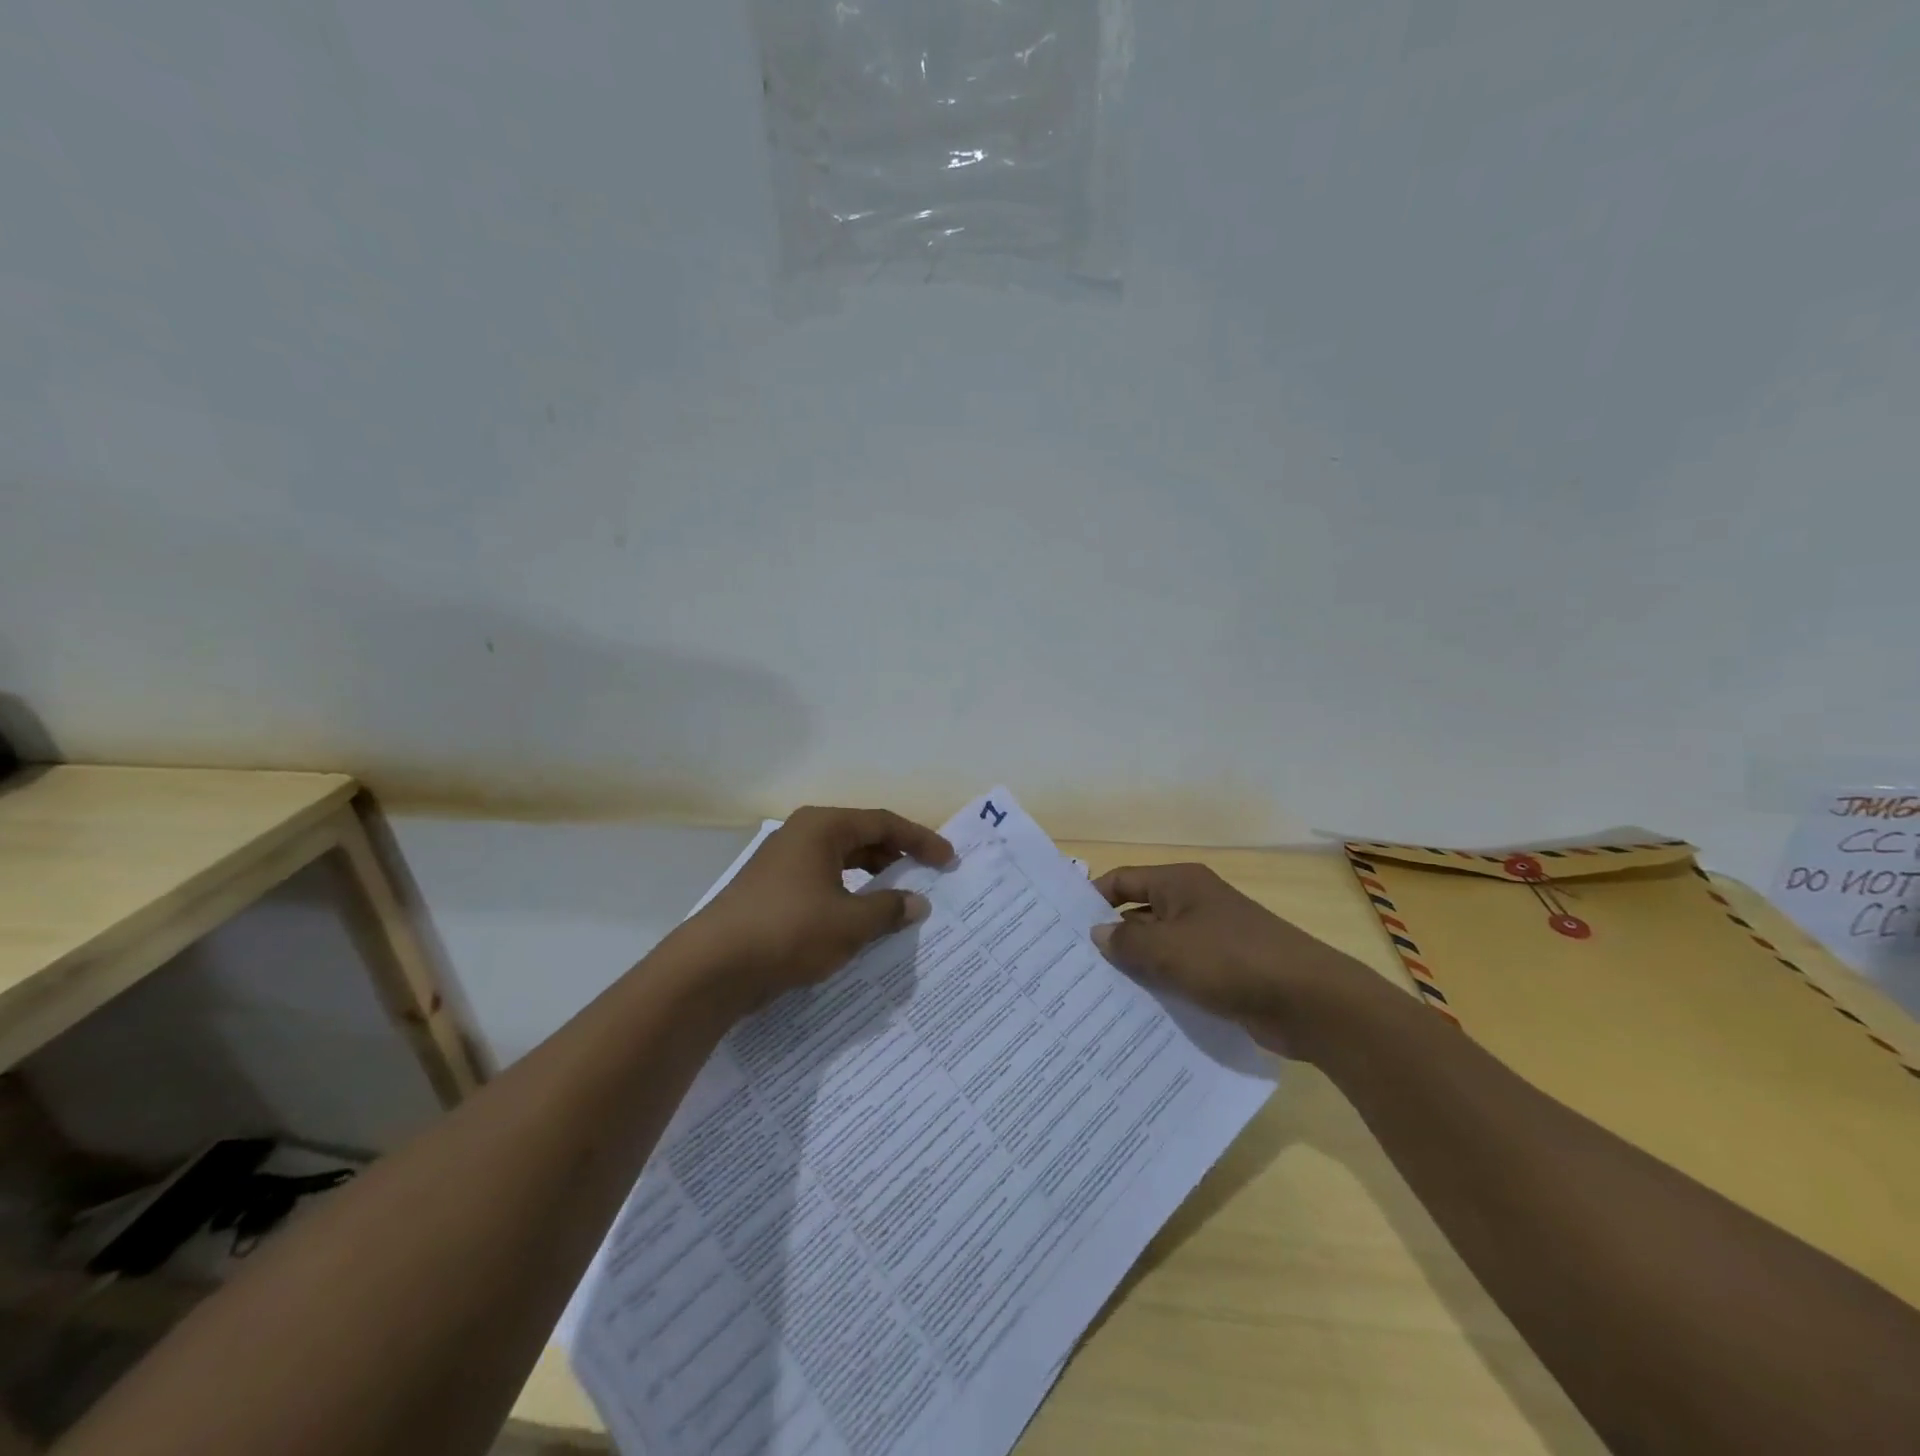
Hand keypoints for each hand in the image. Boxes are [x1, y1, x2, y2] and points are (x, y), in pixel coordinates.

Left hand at [677, 806, 953, 1015]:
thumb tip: (917, 903)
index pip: (884, 823)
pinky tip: (859, 922)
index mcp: (823, 828)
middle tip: (926, 877)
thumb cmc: (788, 931)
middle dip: (896, 857)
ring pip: (841, 862)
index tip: (948, 860)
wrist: (712, 967)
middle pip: (862, 837)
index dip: (920, 840)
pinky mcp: (771, 891)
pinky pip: (822, 883)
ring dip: (872, 879)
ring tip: (898, 901)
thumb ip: (889, 909)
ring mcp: (783, 863)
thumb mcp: (850, 923)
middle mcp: (802, 835)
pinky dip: (847, 896)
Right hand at [1090, 863, 1378, 1059]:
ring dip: (1136, 966)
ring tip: (1095, 993)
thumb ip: (1126, 941)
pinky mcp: (1224, 971)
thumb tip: (1097, 934)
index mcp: (1179, 884)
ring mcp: (1210, 937)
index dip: (1092, 899)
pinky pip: (1181, 972)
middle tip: (1073, 966)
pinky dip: (1161, 985)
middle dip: (1111, 938)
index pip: (1123, 881)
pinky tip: (1137, 1010)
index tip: (1063, 927)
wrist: (1308, 1000)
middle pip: (1139, 913)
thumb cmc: (1231, 960)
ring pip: (1160, 947)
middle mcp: (1193, 903)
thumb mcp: (1168, 949)